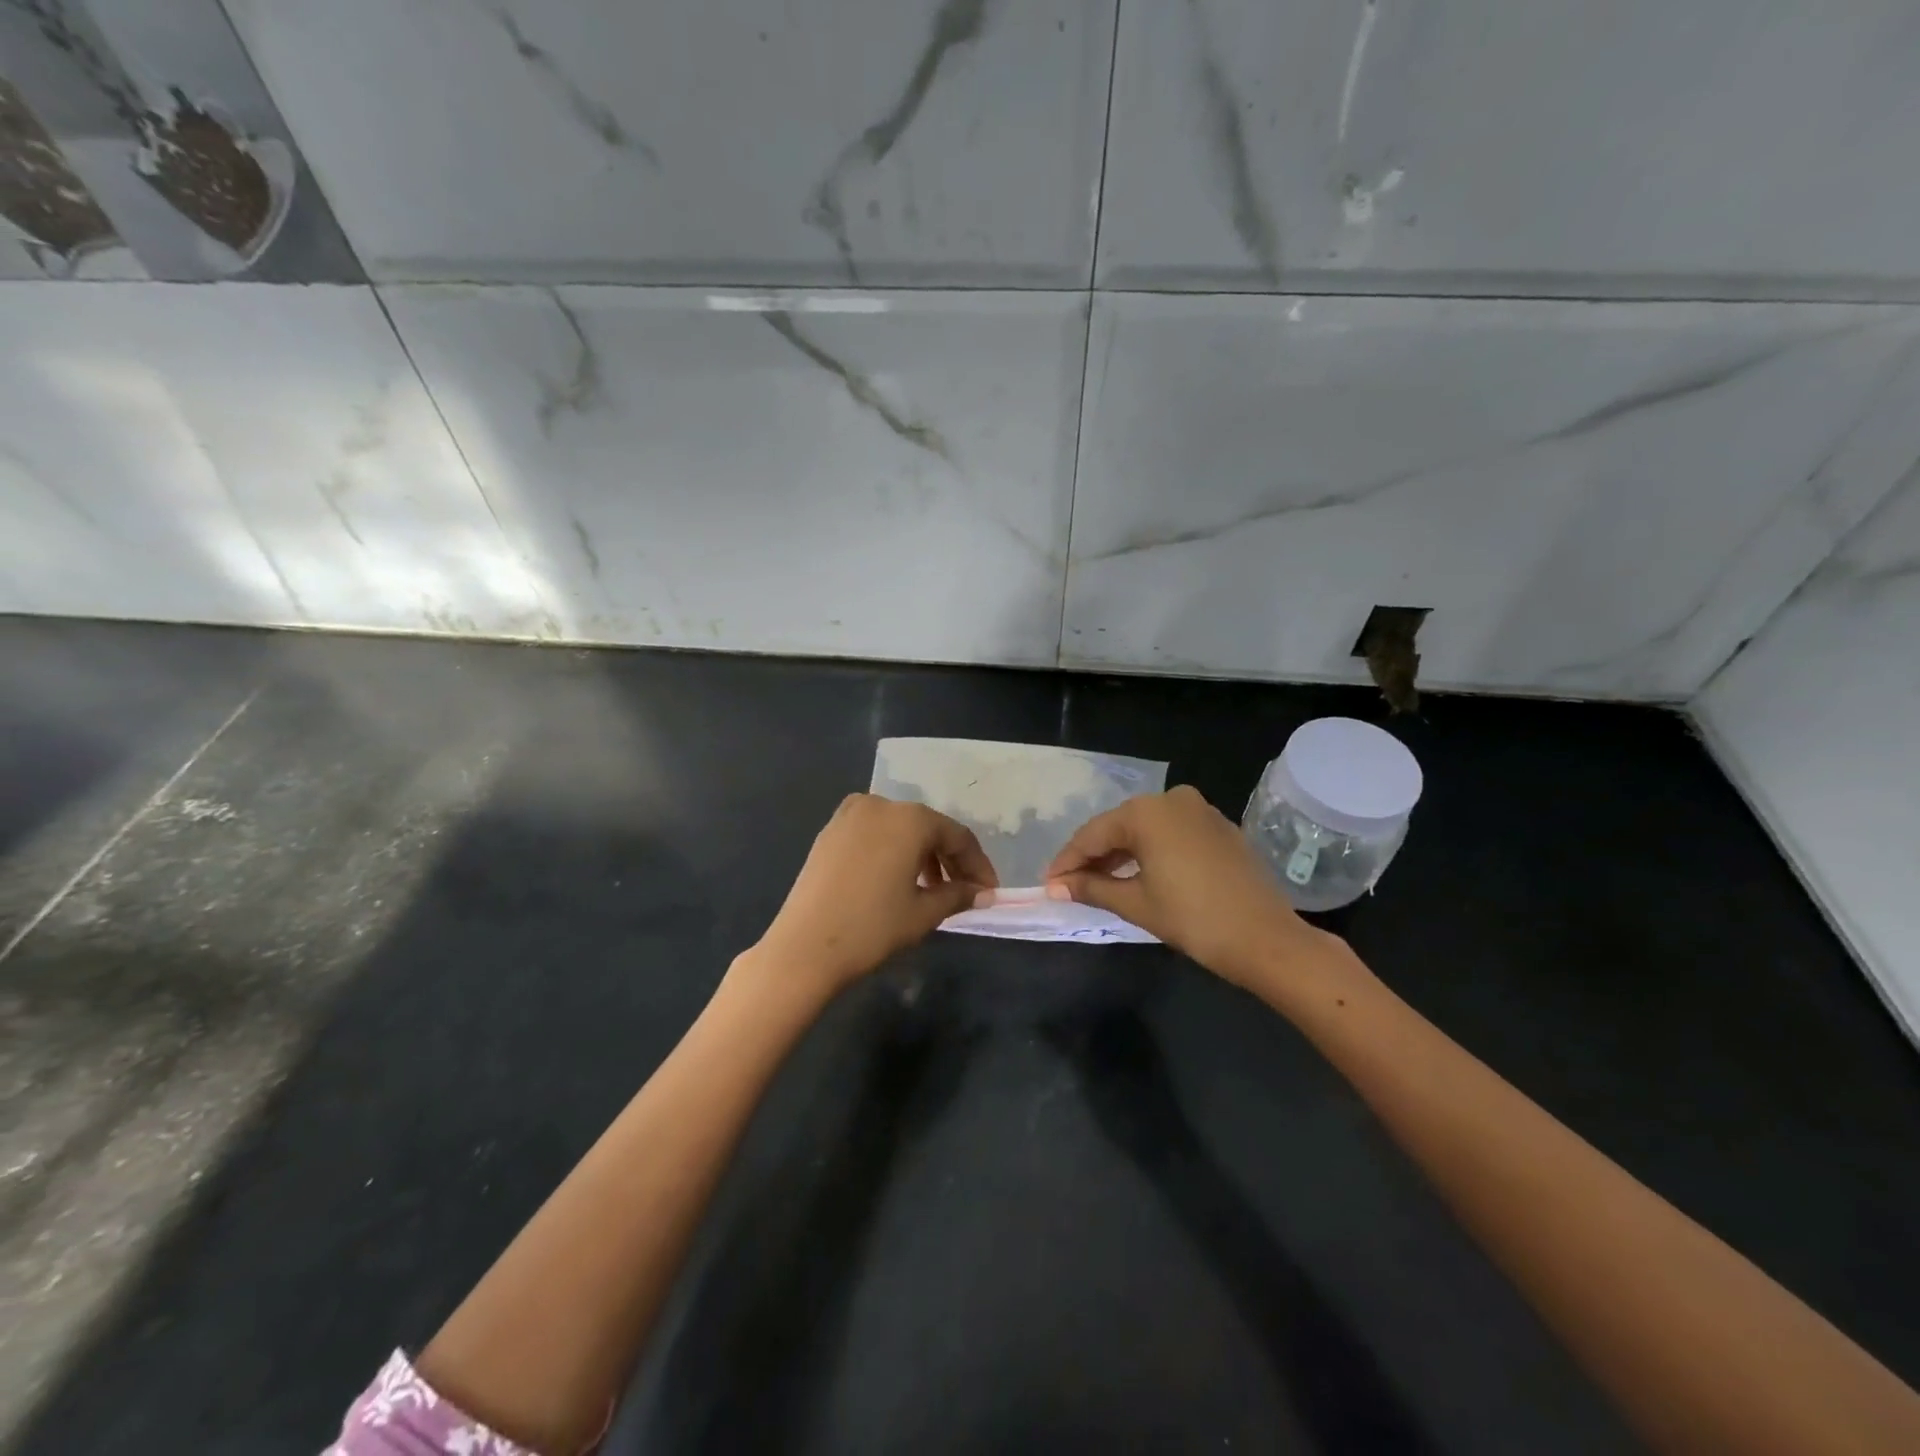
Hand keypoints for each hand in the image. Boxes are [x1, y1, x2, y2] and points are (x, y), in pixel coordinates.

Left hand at [750, 794, 997, 996]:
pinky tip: (898, 879)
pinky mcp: (830, 831)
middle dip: (950, 859)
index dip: (977, 864)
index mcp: (910, 818)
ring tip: (933, 888)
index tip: (989, 890)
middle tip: (966, 890)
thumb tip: (984, 893)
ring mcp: (850, 815)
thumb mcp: (923, 913)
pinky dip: (893, 851)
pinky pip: (875, 833)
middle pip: (928, 828)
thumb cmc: (871, 927)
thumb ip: (958, 895)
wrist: (804, 947)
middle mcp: (881, 805)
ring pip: (900, 829)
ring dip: (922, 854)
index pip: (957, 836)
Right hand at [1043, 786, 1327, 987]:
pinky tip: (1138, 874)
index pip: (1093, 834)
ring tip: (1098, 882)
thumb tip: (1056, 886)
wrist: (1267, 939)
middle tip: (1069, 884)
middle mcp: (1172, 799)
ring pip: (1146, 829)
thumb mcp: (1136, 903)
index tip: (1048, 883)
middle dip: (1092, 856)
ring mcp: (1200, 810)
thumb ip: (1091, 888)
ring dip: (1120, 854)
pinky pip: (1171, 833)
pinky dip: (1150, 851)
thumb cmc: (1193, 919)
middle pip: (1118, 827)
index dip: (1067, 860)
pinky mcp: (1219, 827)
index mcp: (1147, 811)